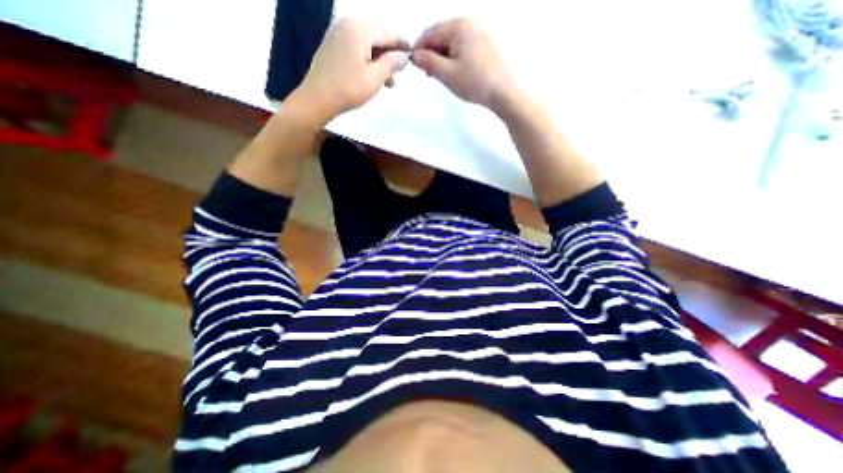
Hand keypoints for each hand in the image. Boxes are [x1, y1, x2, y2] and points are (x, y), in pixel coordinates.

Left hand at [296, 20, 412, 121]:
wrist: (317, 100)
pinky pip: (355, 49)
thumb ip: (391, 64)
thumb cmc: (348, 89)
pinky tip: (371, 76)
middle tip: (400, 72)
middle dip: (390, 54)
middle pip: (376, 36)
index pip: (387, 33)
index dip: (402, 45)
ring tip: (388, 81)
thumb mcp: (375, 78)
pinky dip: (367, 61)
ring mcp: (336, 35)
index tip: (413, 56)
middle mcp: (346, 25)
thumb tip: (404, 56)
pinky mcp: (331, 47)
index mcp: (358, 30)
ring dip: (379, 61)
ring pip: (366, 44)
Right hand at [412, 19, 517, 109]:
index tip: (413, 66)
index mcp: (458, 26)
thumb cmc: (474, 82)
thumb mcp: (447, 73)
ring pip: (450, 44)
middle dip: (430, 54)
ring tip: (438, 77)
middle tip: (427, 74)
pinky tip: (451, 74)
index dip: (419, 48)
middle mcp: (468, 25)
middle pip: (440, 36)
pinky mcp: (482, 47)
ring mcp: (477, 35)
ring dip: (440, 59)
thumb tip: (414, 56)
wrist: (503, 92)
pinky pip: (460, 49)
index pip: (430, 33)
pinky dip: (451, 60)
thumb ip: (428, 62)